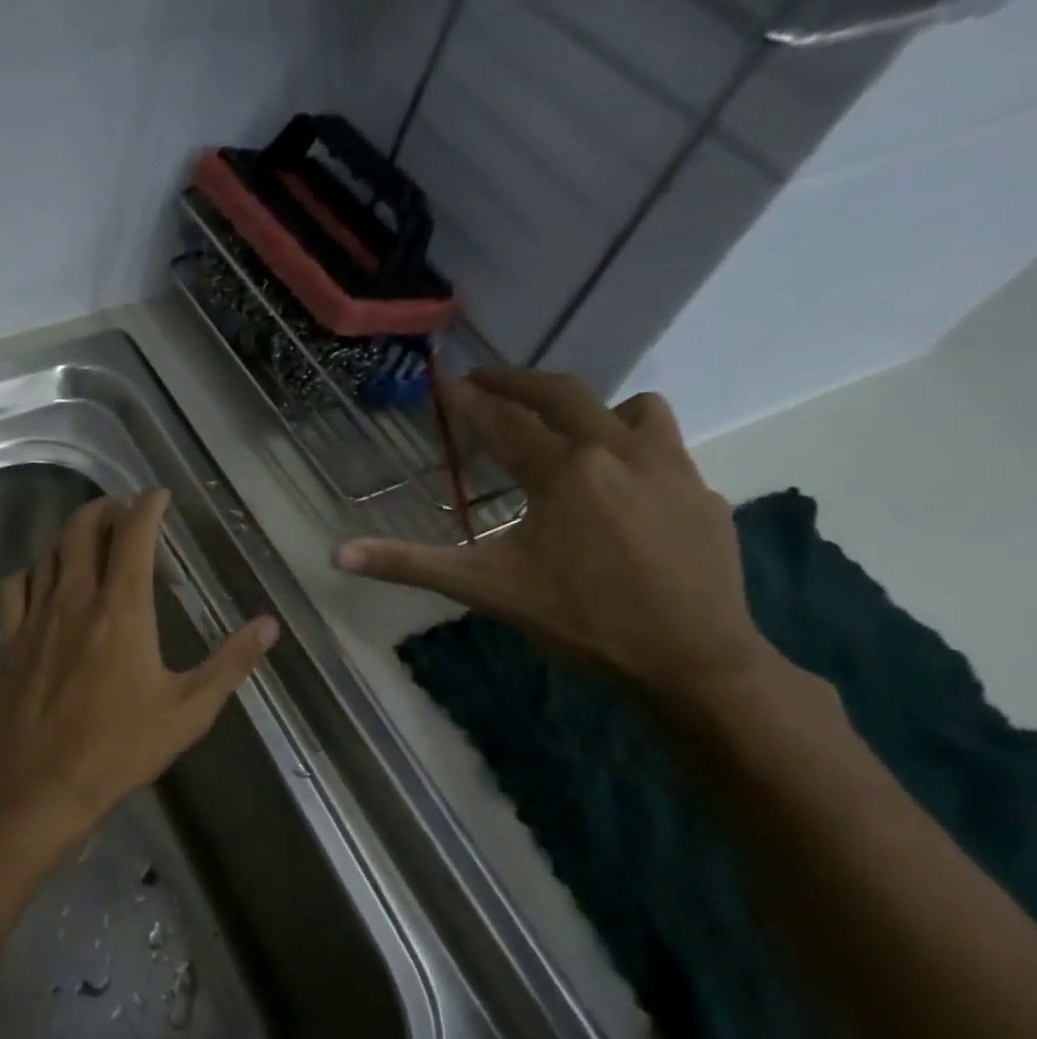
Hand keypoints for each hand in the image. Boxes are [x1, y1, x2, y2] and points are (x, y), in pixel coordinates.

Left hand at [0, 489, 278, 853]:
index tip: (158, 496)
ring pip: (49, 552)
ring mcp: (36, 617)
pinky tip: (44, 581)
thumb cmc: (120, 749)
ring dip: (70, 536)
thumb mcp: (188, 711)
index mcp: (122, 609)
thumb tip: (269, 625)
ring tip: (88, 540)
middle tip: (122, 511)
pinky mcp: (10, 640)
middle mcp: (75, 599)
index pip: (133, 535)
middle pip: (81, 529)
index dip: (147, 506)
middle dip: (104, 508)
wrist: (40, 785)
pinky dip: (34, 571)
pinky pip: (16, 586)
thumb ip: (230, 663)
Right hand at [335, 368, 775, 697]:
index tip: (446, 383)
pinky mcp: (702, 493)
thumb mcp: (484, 589)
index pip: (505, 421)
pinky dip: (632, 447)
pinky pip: (665, 447)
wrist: (692, 659)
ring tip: (564, 431)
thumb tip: (337, 554)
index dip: (469, 402)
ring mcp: (671, 468)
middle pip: (565, 394)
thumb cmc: (579, 620)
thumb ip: (409, 564)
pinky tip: (617, 488)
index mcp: (562, 471)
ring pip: (632, 408)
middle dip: (518, 381)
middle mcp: (618, 451)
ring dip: (591, 408)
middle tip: (485, 379)